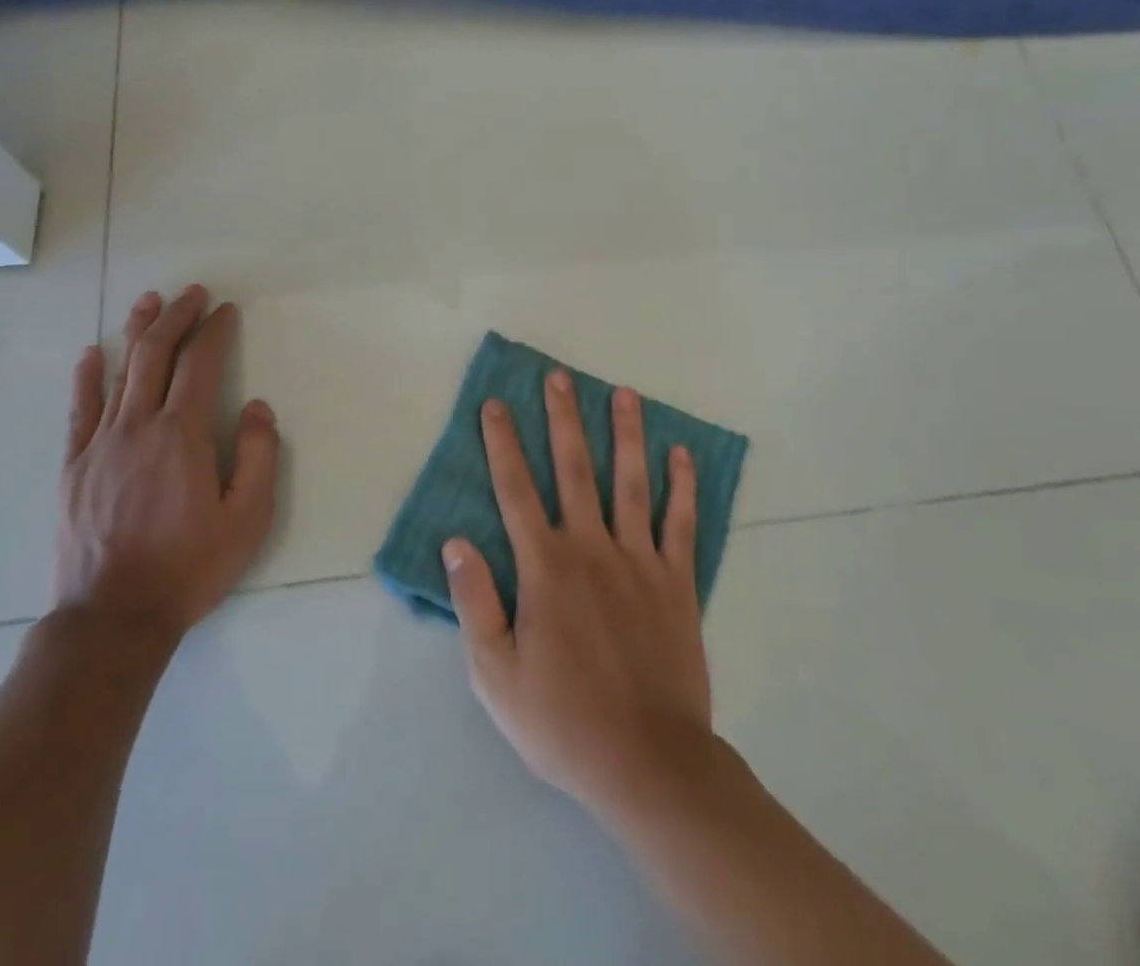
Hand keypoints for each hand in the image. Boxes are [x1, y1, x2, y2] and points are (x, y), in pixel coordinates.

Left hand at [54, 286, 279, 642]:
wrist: (113, 619)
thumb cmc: (189, 567)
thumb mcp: (248, 518)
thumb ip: (258, 456)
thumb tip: (255, 407)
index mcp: (181, 434)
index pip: (199, 364)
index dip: (214, 331)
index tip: (225, 311)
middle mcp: (137, 426)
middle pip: (155, 355)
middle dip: (176, 317)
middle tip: (192, 293)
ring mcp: (99, 444)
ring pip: (119, 373)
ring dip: (136, 333)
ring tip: (149, 301)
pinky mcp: (73, 467)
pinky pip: (79, 411)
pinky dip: (86, 378)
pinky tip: (91, 354)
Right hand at [444, 369, 713, 818]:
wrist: (647, 762)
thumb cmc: (561, 720)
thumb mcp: (495, 674)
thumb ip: (476, 602)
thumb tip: (457, 542)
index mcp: (545, 567)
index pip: (516, 491)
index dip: (503, 444)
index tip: (496, 405)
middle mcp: (591, 548)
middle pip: (575, 469)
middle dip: (564, 419)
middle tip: (560, 377)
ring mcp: (639, 561)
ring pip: (631, 482)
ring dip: (627, 434)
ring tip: (625, 393)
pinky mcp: (677, 582)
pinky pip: (681, 524)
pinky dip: (682, 487)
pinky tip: (681, 454)